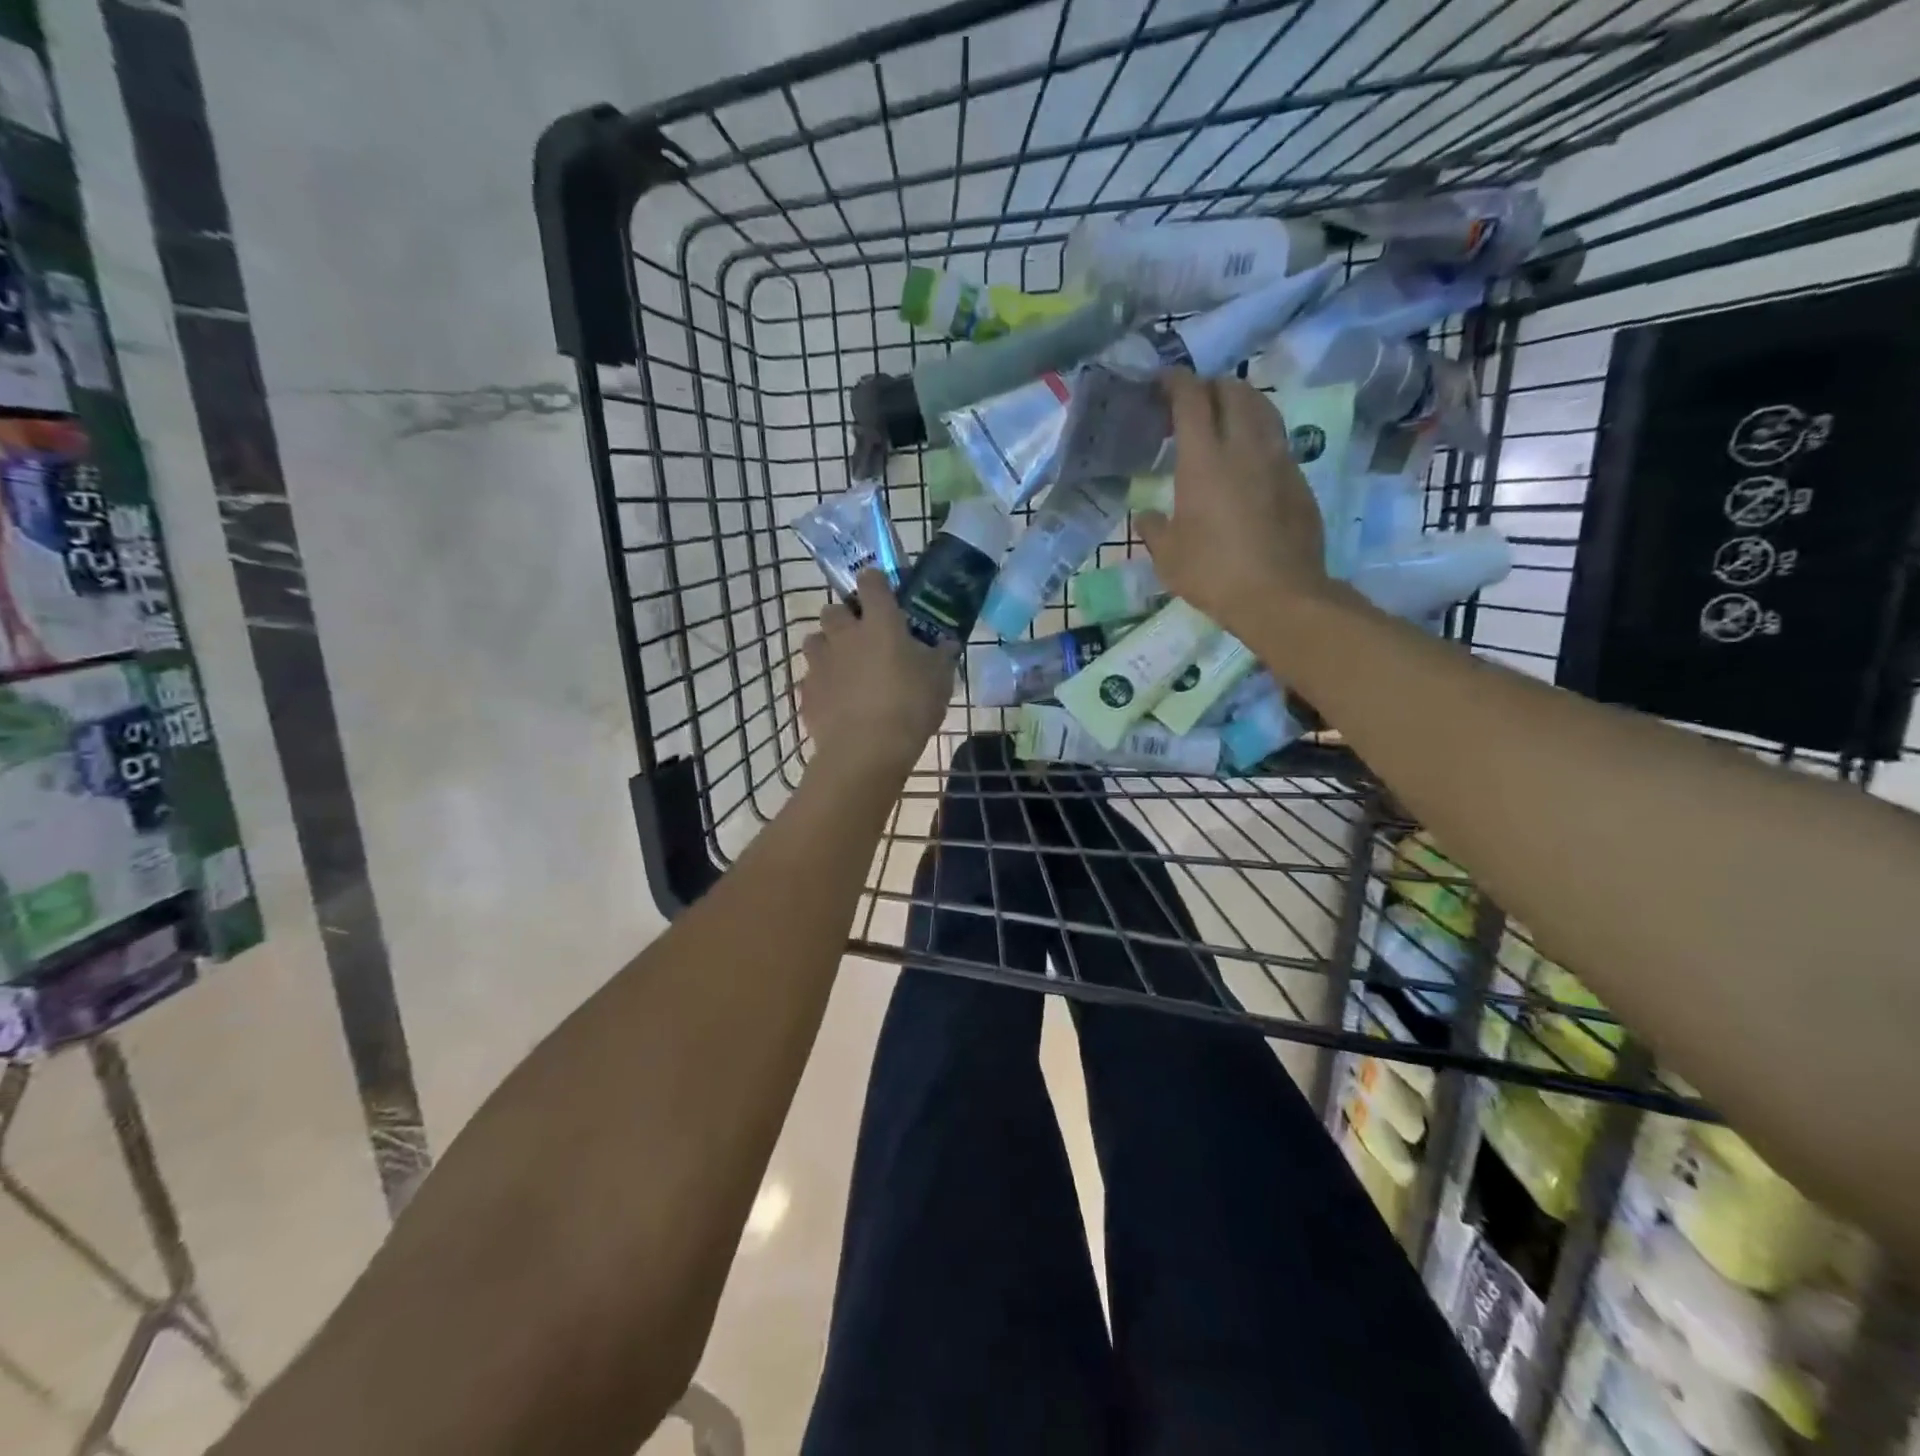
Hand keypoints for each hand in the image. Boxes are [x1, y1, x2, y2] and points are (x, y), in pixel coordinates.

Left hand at [799, 570, 954, 781]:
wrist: (866, 750)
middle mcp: (844, 634)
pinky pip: (810, 678)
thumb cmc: (910, 706)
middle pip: (833, 609)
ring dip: (827, 647)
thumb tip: (946, 644)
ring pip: (815, 640)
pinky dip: (822, 684)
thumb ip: (940, 656)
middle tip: (863, 637)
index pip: (872, 582)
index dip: (876, 583)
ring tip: (844, 668)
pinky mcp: (806, 691)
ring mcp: (820, 662)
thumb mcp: (939, 680)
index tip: (883, 593)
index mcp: (880, 623)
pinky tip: (837, 701)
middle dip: (844, 618)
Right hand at [1137, 370, 1332, 638]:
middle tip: (1193, 404)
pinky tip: (1248, 462)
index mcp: (1204, 459)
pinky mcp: (1299, 479)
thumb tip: (1146, 515)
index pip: (1191, 398)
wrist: (1280, 595)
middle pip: (1233, 390)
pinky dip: (1259, 436)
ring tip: (1224, 422)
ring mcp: (1278, 459)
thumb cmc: (1213, 573)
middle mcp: (1245, 446)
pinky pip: (1277, 440)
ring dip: (1240, 404)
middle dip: (1211, 387)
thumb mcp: (1168, 556)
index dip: (1175, 382)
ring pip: (1262, 409)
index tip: (1162, 382)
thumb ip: (1153, 528)